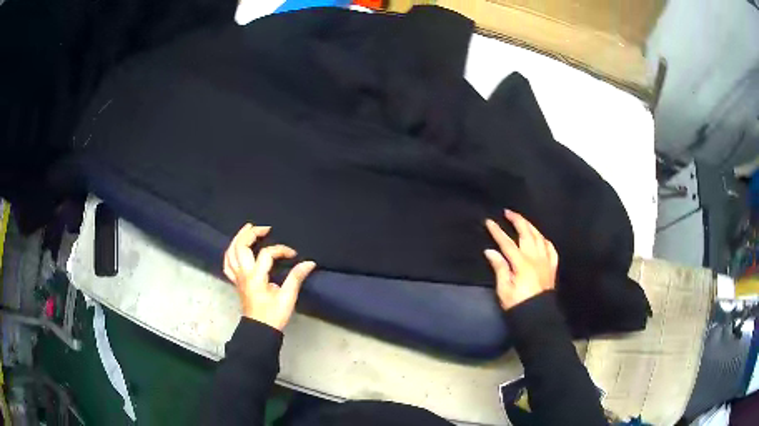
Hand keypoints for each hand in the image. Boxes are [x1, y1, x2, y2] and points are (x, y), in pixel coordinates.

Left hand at [223, 224, 315, 330]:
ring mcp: (237, 278)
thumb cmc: (274, 315)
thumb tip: (309, 263)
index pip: (267, 254)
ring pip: (230, 252)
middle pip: (240, 246)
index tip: (293, 255)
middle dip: (251, 233)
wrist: (260, 330)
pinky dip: (230, 253)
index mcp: (256, 277)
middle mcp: (243, 274)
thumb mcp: (288, 297)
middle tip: (265, 228)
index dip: (281, 250)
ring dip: (238, 238)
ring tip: (247, 229)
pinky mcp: (236, 282)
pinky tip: (235, 249)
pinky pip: (227, 264)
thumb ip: (296, 277)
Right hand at [484, 210, 557, 309]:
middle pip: (527, 233)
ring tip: (523, 221)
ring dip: (531, 226)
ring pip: (539, 237)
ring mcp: (546, 261)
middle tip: (508, 212)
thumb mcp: (504, 289)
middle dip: (517, 220)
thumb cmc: (518, 304)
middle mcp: (535, 258)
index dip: (497, 232)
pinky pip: (551, 249)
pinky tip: (541, 238)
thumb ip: (499, 268)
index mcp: (522, 263)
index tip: (489, 222)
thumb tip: (490, 251)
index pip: (507, 243)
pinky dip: (545, 240)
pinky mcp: (552, 267)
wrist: (538, 316)